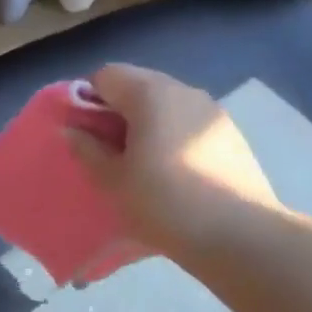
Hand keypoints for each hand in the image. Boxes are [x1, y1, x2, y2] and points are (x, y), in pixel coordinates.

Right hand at [67, 64, 288, 257]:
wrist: (240, 235)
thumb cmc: (164, 203)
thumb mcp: (113, 180)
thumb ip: (87, 149)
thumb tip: (72, 130)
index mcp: (150, 94)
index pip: (105, 76)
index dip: (86, 100)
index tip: (84, 134)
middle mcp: (183, 90)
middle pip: (137, 85)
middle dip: (115, 111)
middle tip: (108, 151)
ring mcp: (212, 110)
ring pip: (165, 104)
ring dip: (145, 124)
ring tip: (140, 164)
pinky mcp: (231, 133)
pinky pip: (187, 122)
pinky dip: (171, 136)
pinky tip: (173, 172)